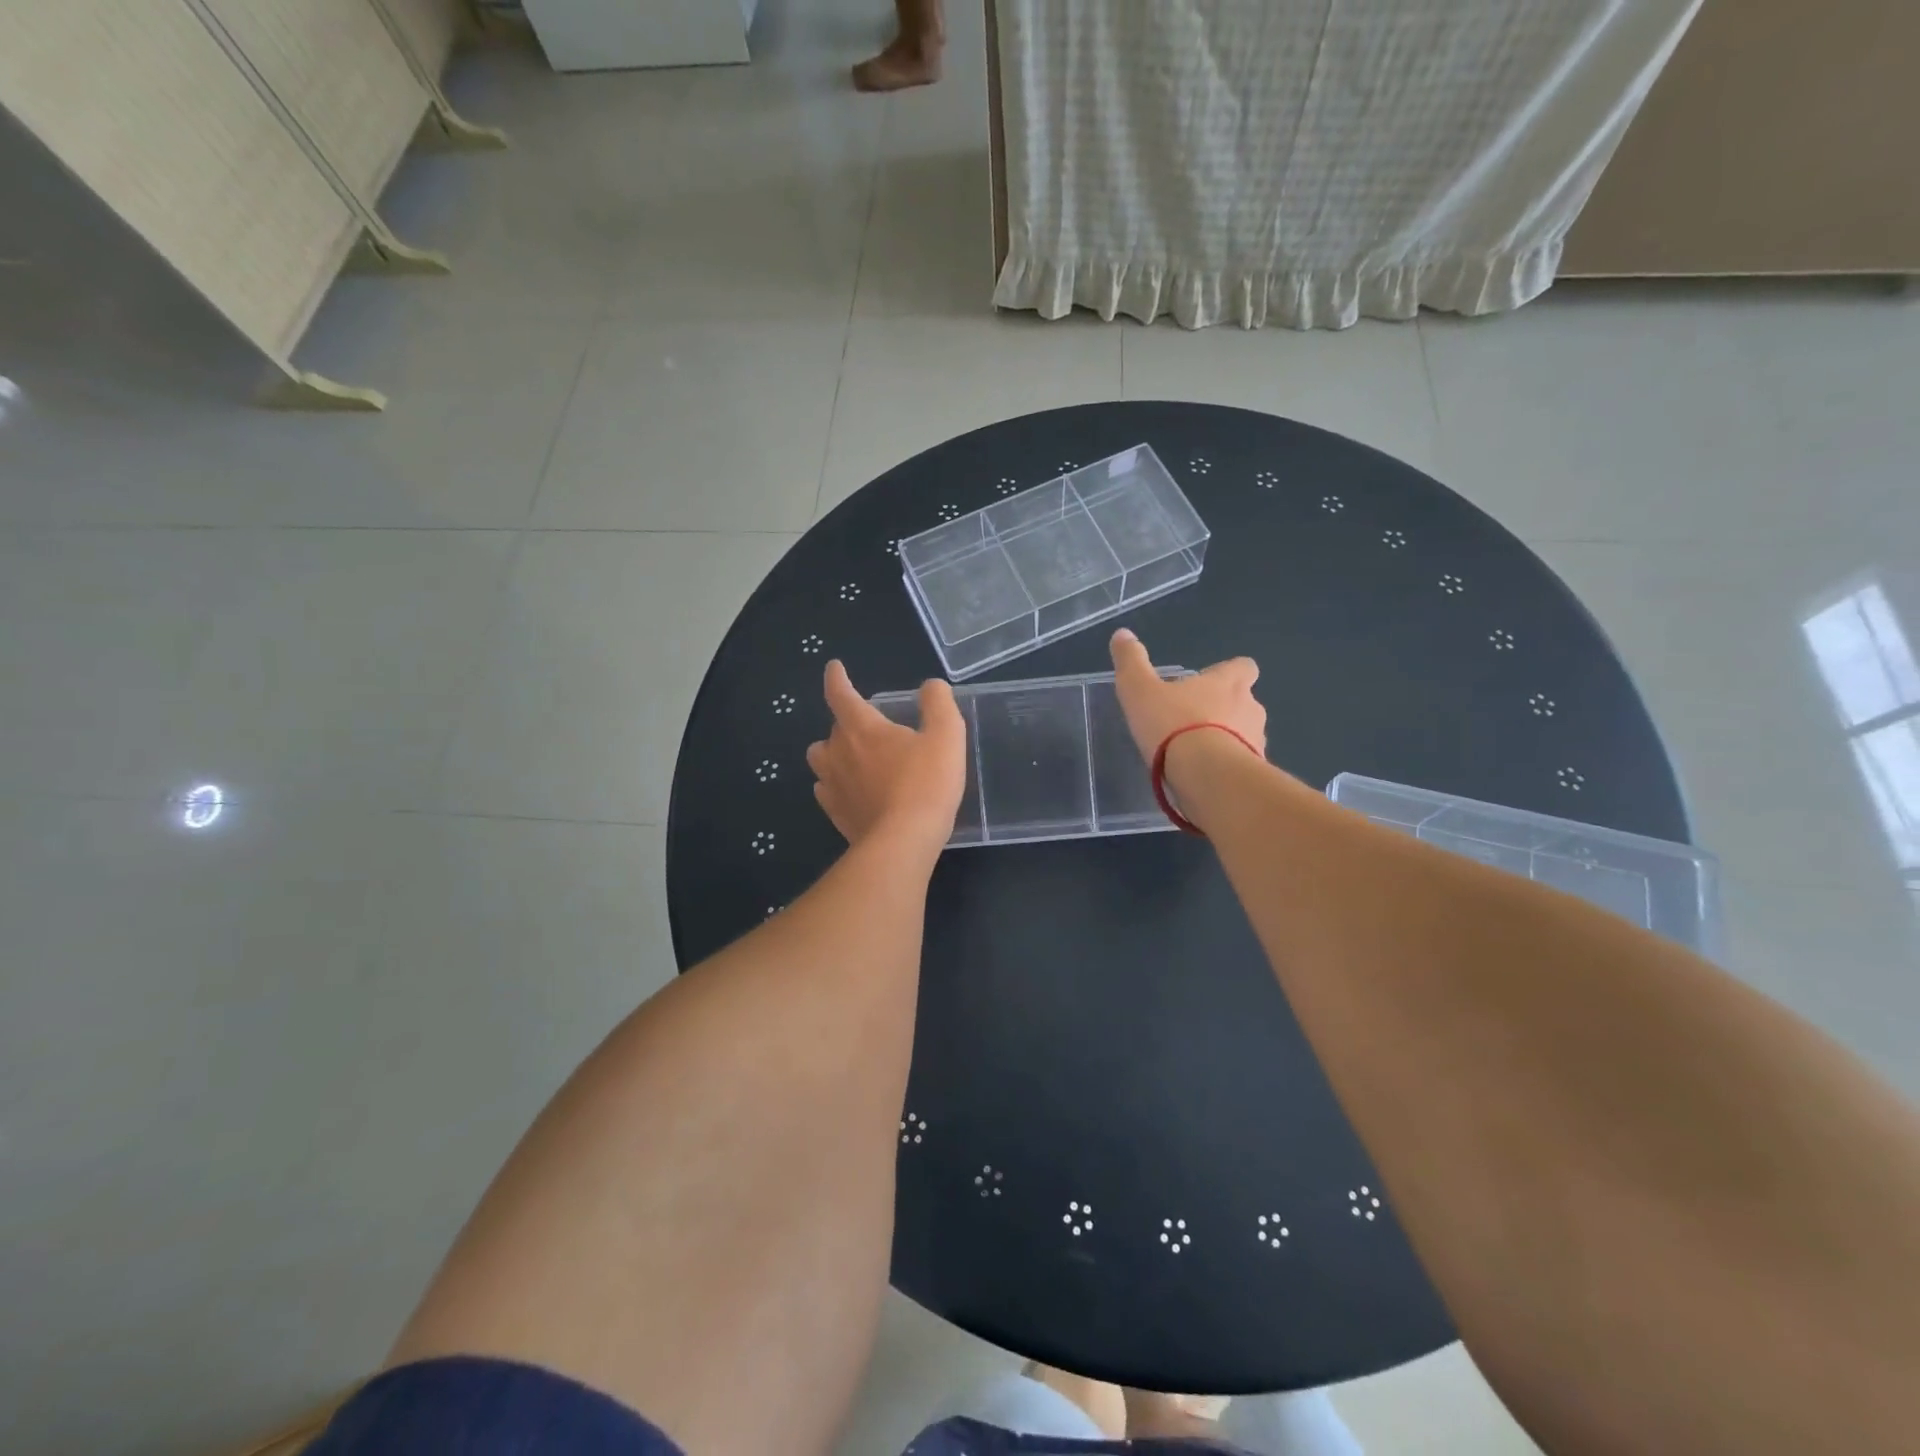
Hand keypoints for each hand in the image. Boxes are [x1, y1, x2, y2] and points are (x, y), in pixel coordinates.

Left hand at [806, 661, 966, 851]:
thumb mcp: (946, 736)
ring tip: (854, 758)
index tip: (834, 667)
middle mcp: (838, 751)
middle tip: (873, 728)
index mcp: (862, 727)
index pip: (841, 693)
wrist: (903, 842)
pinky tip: (851, 790)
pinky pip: (825, 789)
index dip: (836, 677)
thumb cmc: (926, 784)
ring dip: (834, 753)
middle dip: (848, 721)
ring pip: (820, 758)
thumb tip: (931, 686)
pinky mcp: (834, 812)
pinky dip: (835, 784)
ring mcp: (832, 784)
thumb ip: (938, 704)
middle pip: (834, 727)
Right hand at [1108, 628, 1266, 761]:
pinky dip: (1226, 768)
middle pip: (1245, 702)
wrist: (1206, 776)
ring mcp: (1257, 742)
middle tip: (1195, 722)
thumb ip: (1131, 662)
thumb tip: (1121, 634)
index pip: (1243, 667)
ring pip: (1245, 735)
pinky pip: (1241, 765)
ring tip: (1198, 755)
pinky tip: (1204, 778)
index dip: (1229, 673)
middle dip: (1226, 710)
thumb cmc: (1174, 725)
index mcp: (1228, 682)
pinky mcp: (1254, 773)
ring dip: (1228, 740)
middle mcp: (1250, 708)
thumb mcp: (1140, 690)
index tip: (1209, 683)